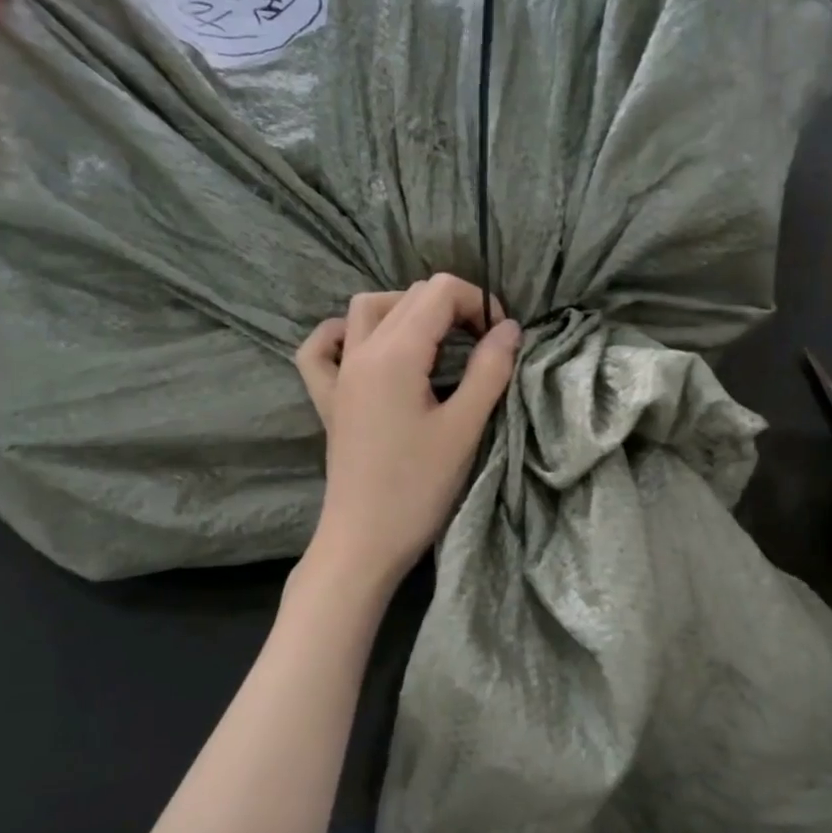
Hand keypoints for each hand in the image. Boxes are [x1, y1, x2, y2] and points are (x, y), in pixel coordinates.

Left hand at [294, 276, 520, 589]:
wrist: (364, 540)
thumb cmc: (418, 488)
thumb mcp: (464, 428)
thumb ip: (489, 371)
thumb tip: (509, 328)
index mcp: (396, 354)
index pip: (439, 292)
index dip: (478, 302)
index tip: (500, 337)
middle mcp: (361, 352)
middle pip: (408, 296)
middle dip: (452, 306)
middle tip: (482, 344)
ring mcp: (339, 374)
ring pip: (366, 310)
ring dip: (405, 310)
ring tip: (435, 342)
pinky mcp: (328, 399)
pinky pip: (322, 347)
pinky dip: (344, 335)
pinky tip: (366, 349)